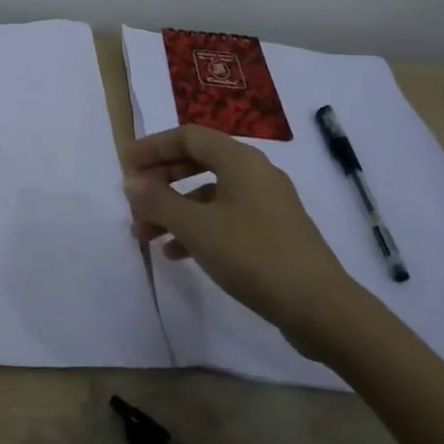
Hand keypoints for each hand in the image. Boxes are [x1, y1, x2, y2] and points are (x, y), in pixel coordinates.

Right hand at [121, 124, 375, 362]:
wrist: (320, 307)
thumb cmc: (253, 255)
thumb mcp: (196, 227)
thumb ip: (159, 201)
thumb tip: (132, 182)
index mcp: (240, 160)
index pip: (187, 136)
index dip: (152, 147)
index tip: (124, 165)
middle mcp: (255, 173)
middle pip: (198, 161)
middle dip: (161, 179)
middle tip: (133, 199)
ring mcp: (266, 203)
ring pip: (209, 193)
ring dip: (174, 209)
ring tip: (146, 235)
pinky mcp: (272, 231)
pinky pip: (224, 216)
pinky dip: (197, 227)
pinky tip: (178, 253)